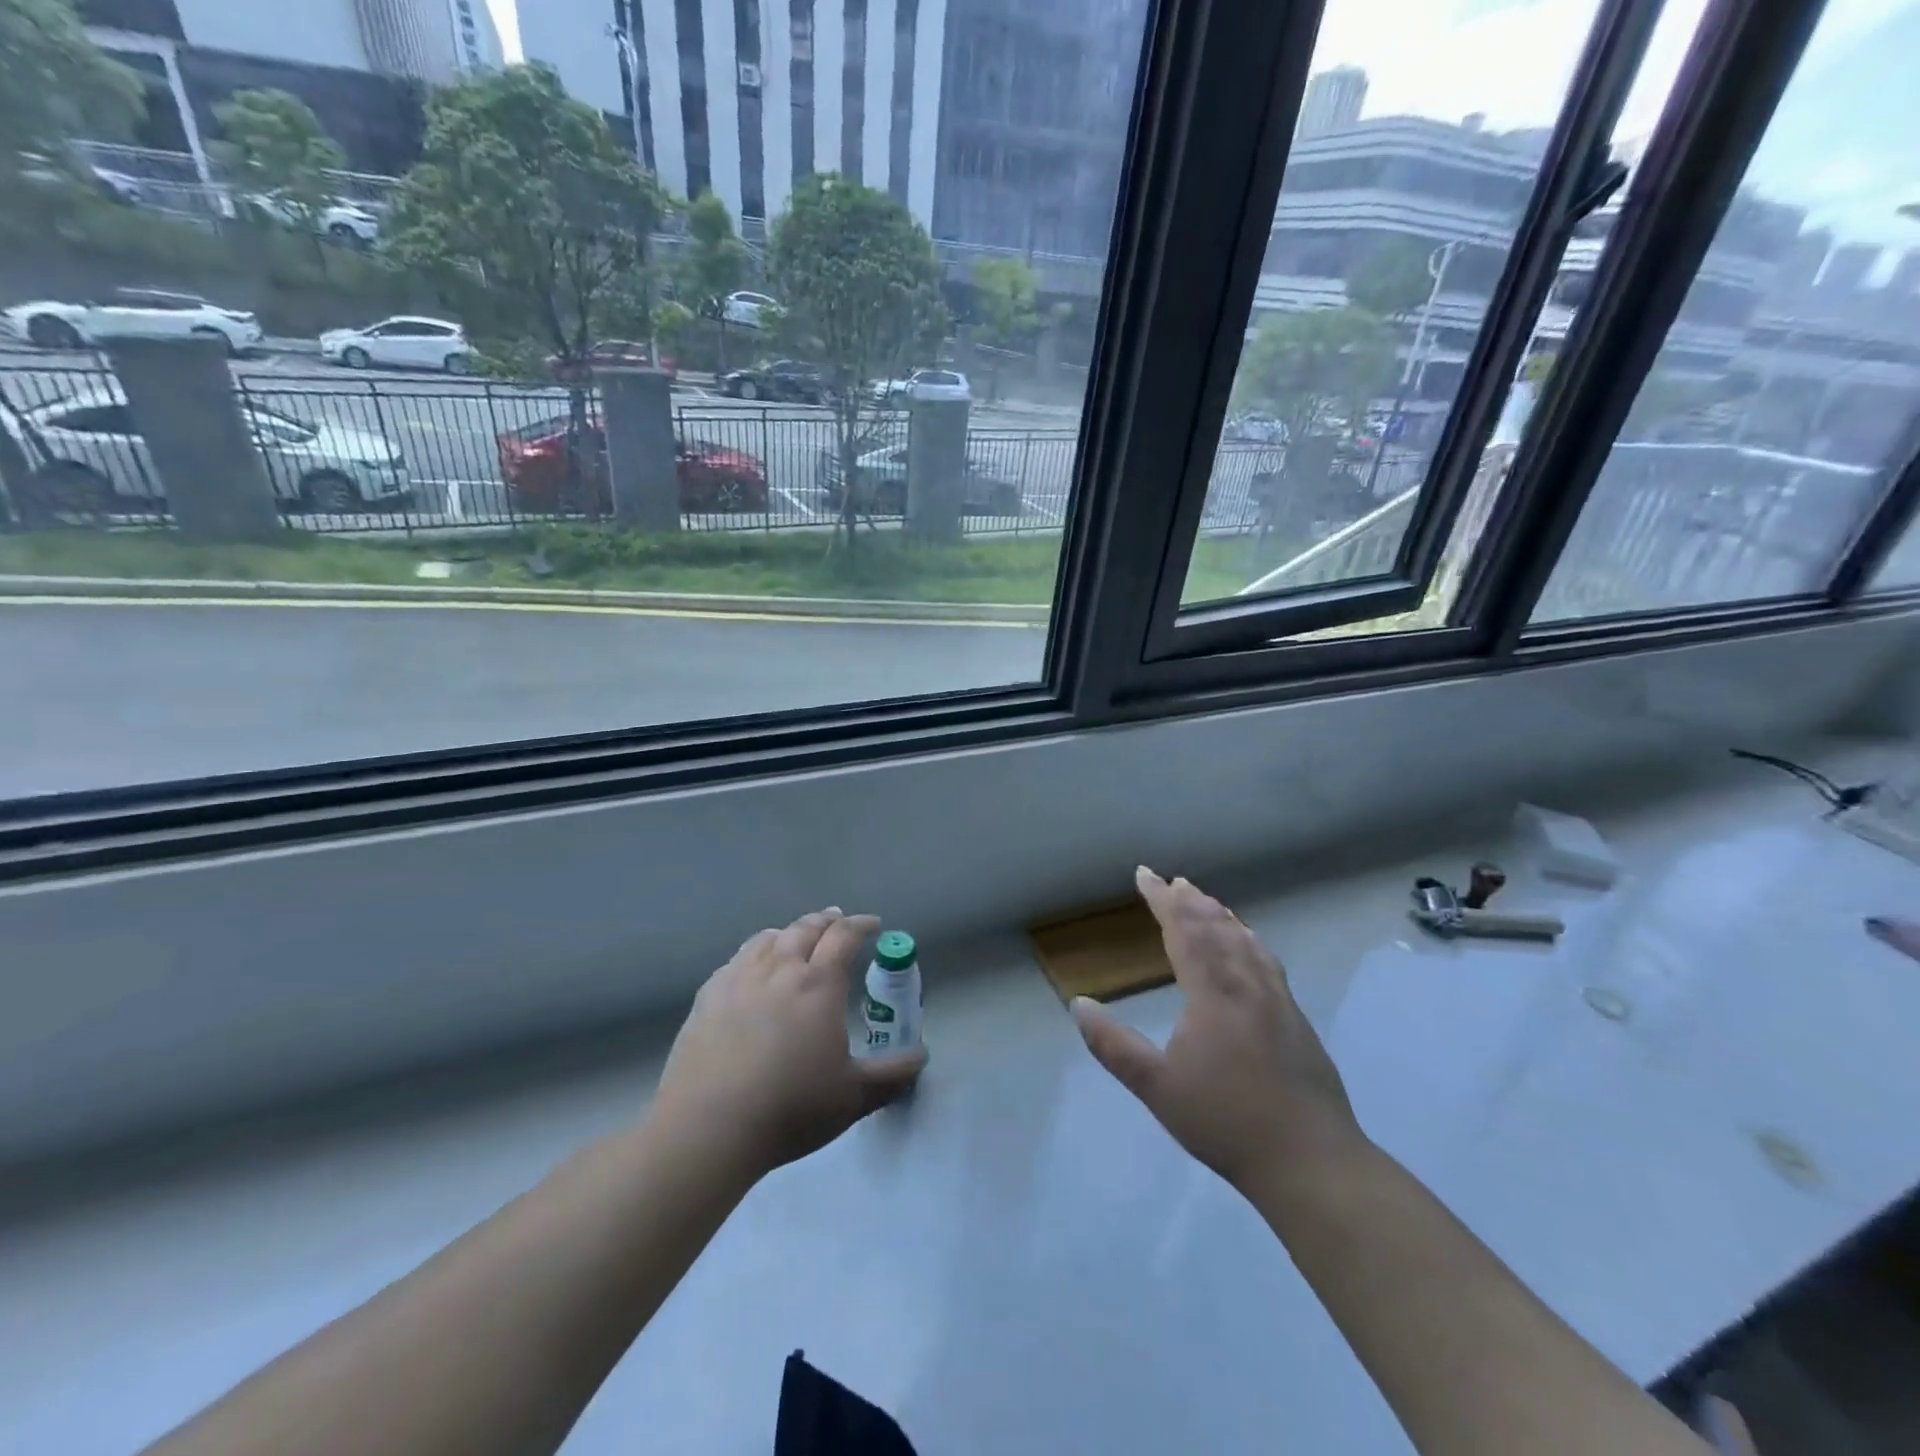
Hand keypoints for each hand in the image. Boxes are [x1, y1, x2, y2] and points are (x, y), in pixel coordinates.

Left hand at [650, 909, 926, 1182]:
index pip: (844, 937)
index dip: (861, 925)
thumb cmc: (791, 1108)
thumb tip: (922, 1056)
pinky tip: (752, 968)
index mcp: (819, 984)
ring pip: (768, 938)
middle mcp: (780, 969)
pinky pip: (737, 959)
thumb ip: (892, 1074)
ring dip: (790, 932)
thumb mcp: (854, 1097)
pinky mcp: (708, 996)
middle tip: (838, 921)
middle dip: (827, 921)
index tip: (873, 924)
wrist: (708, 1128)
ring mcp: (739, 979)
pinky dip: (755, 952)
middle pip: (805, 928)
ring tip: (796, 937)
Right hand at [1071, 867, 1362, 1195]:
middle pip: (1216, 928)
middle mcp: (1247, 984)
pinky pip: (1267, 960)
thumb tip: (1079, 1005)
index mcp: (1213, 992)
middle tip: (1172, 881)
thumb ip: (1114, 1046)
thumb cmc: (1226, 1121)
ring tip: (1207, 902)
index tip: (1144, 874)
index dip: (1161, 899)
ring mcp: (1277, 1000)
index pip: (1183, 930)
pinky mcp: (1296, 1019)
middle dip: (1190, 901)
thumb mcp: (1157, 1087)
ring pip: (1246, 941)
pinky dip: (1249, 939)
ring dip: (1221, 916)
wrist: (1310, 1161)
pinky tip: (1250, 947)